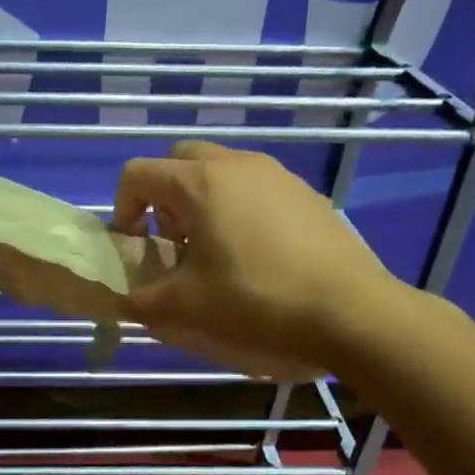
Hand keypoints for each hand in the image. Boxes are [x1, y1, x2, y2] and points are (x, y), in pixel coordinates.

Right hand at [113, 141, 403, 378]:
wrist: (351, 313)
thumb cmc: (256, 303)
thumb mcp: (185, 309)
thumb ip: (142, 301)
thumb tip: (127, 300)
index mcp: (201, 183)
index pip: (138, 173)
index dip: (123, 208)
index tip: (136, 246)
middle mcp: (238, 165)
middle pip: (180, 161)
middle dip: (163, 197)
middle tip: (173, 242)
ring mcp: (278, 176)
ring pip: (222, 171)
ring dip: (202, 202)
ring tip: (214, 252)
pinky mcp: (307, 195)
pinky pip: (257, 188)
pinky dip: (239, 210)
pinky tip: (256, 257)